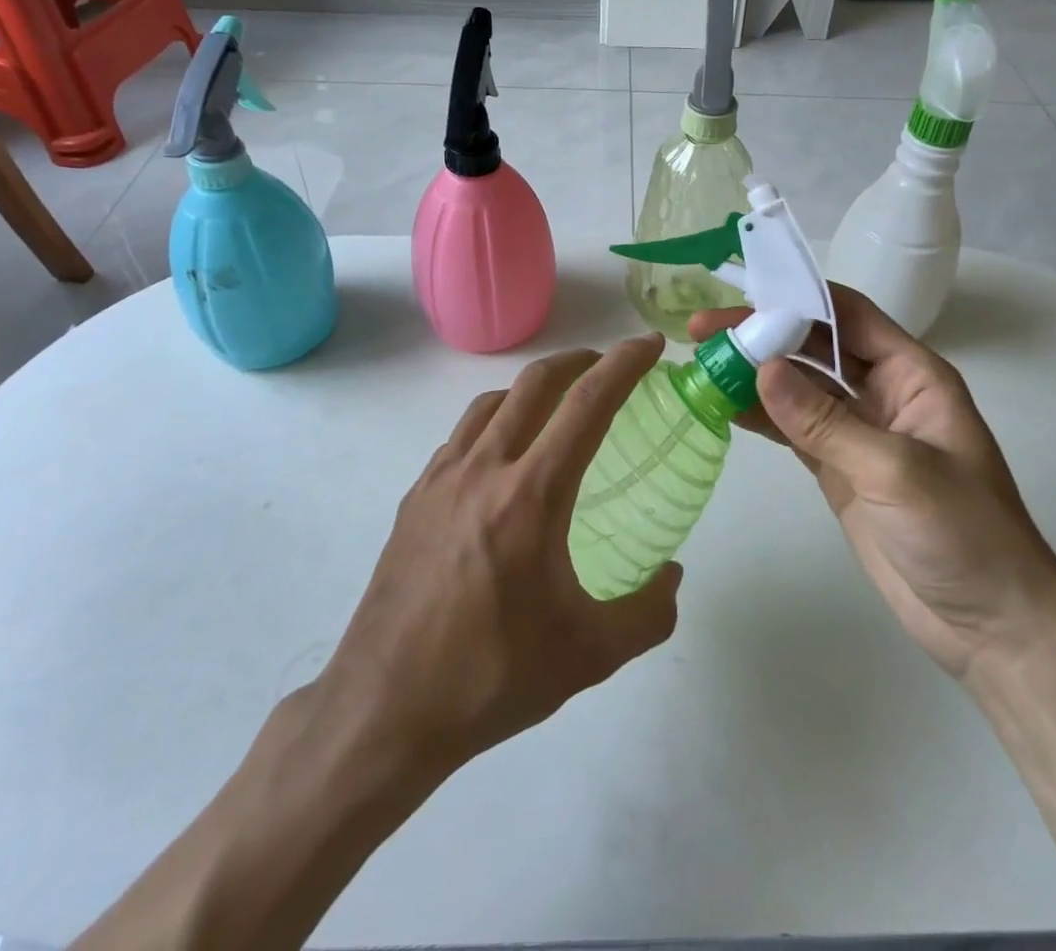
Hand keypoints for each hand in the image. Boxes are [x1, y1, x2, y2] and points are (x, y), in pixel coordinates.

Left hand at [308, 335, 682, 783]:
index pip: (586, 404)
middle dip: (579, 360)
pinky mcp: (414, 497)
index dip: (624, 364)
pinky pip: (462, 435)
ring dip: (533, 387)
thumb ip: (647, 613)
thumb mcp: (588, 656)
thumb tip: (671, 577)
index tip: (649, 346)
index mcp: (530, 495)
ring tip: (558, 405)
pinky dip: (495, 420)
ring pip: (492, 402)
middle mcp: (484, 469)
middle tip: (608, 366)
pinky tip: (504, 456)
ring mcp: (441, 478)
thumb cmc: (490, 677)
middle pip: (535, 383)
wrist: (383, 709)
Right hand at [690, 288, 1055, 678]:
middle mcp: (883, 392)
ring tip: (702, 364)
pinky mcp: (838, 468)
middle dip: (762, 333)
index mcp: (912, 375)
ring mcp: (857, 431)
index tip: (741, 294)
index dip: (796, 298)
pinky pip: (792, 429)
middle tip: (702, 331)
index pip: (848, 315)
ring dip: (754, 373)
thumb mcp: (896, 471)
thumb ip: (826, 421)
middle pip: (814, 346)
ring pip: (798, 386)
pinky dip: (759, 416)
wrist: (991, 626)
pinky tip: (723, 406)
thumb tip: (762, 369)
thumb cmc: (964, 534)